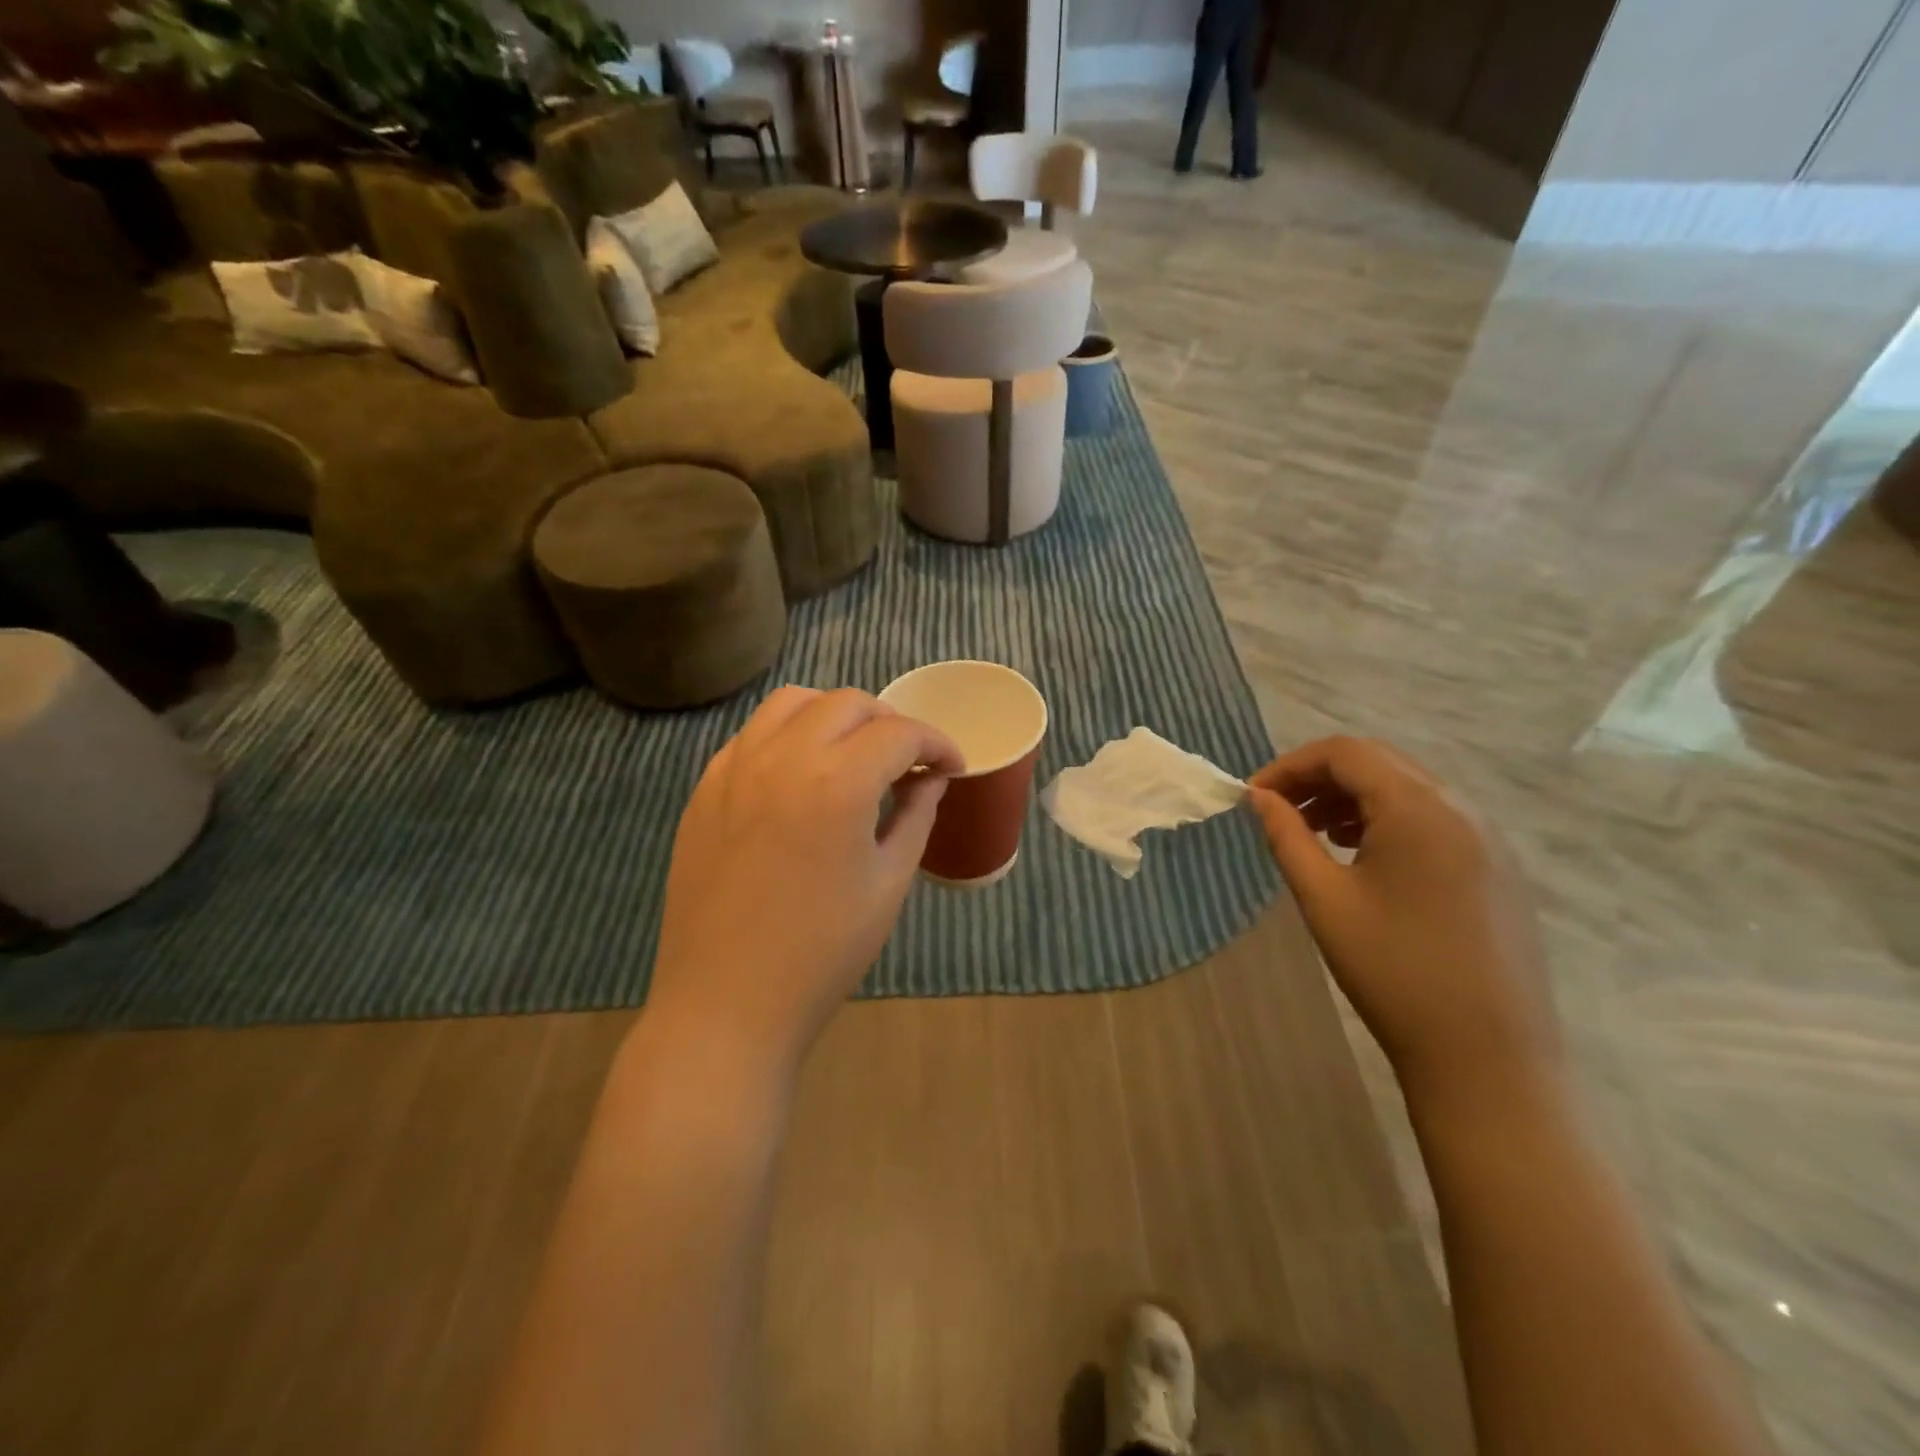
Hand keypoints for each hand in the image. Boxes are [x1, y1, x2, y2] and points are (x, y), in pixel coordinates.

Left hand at [646, 687, 961, 1070]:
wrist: (727, 1003)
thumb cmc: (822, 953)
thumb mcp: (888, 884)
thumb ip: (915, 816)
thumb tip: (931, 778)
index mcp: (837, 783)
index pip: (900, 734)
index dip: (937, 743)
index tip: (952, 766)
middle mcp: (783, 757)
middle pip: (848, 703)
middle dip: (890, 722)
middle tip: (908, 761)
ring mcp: (735, 768)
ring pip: (792, 702)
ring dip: (834, 715)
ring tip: (852, 753)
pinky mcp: (705, 788)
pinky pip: (752, 734)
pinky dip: (788, 734)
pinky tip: (800, 773)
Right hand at [1246, 737, 1560, 1098]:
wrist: (1487, 1057)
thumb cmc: (1393, 972)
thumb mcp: (1324, 899)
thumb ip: (1287, 837)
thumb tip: (1259, 797)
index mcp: (1419, 809)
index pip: (1345, 752)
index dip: (1291, 765)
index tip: (1253, 797)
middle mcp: (1461, 809)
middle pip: (1379, 762)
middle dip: (1320, 777)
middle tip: (1279, 811)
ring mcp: (1488, 838)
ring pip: (1408, 789)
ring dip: (1353, 797)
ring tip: (1316, 834)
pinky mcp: (1497, 868)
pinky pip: (1434, 818)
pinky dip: (1388, 820)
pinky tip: (1364, 857)